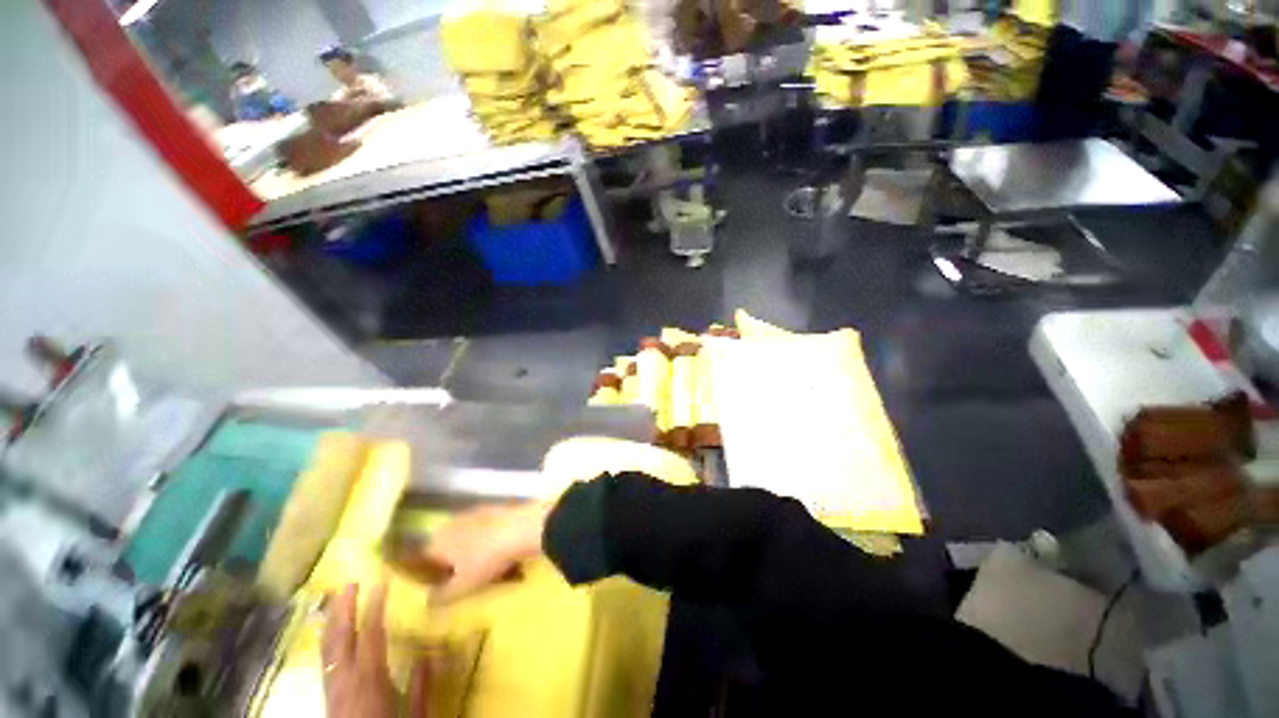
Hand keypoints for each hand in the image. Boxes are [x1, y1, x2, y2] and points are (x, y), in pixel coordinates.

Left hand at [322, 583, 433, 717]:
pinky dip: (327, 638)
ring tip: (337, 598)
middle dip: (344, 608)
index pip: (371, 635)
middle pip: (340, 638)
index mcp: (369, 679)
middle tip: (351, 582)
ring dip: (332, 620)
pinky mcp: (328, 692)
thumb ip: (420, 685)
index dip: (375, 606)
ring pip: (327, 647)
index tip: (382, 581)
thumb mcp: (413, 714)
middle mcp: (345, 679)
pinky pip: (325, 658)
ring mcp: (332, 685)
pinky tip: (329, 629)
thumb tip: (431, 650)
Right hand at [418, 502, 550, 603]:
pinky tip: (503, 554)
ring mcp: (476, 513)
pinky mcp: (496, 510)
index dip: (430, 575)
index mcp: (439, 540)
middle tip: (465, 580)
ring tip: (487, 569)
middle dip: (454, 563)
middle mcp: (453, 523)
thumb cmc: (486, 559)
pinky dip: (491, 541)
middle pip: (448, 546)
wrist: (522, 528)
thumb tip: (426, 605)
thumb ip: (441, 596)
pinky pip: (488, 531)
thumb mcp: (462, 585)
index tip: (439, 588)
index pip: (425, 559)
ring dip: (474, 551)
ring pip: (469, 537)